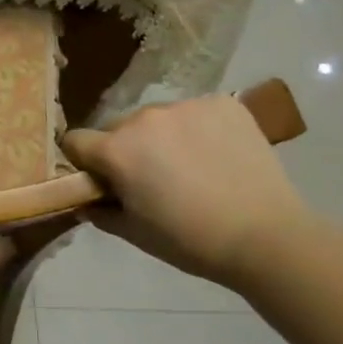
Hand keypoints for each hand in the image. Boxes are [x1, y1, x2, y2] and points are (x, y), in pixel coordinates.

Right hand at [62, 95, 312, 284]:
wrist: (267, 236)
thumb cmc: (190, 240)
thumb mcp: (134, 233)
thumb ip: (100, 211)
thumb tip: (87, 201)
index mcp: (116, 150)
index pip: (75, 141)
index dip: (83, 161)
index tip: (100, 179)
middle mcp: (144, 118)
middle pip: (117, 127)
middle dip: (124, 148)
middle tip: (150, 178)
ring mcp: (185, 106)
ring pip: (157, 118)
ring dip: (161, 137)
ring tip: (190, 167)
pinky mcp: (222, 103)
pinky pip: (195, 111)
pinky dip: (198, 129)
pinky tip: (217, 154)